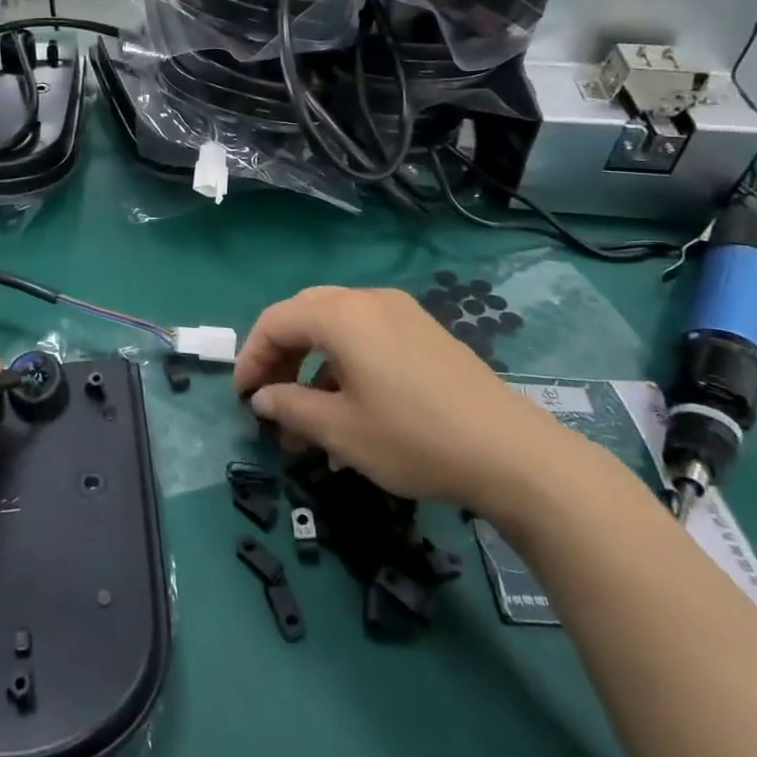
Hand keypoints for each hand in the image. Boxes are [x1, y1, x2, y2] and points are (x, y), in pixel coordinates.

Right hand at [232, 286, 582, 513]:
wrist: (513, 455)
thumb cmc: (413, 438)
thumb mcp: (340, 430)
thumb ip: (289, 407)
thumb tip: (263, 397)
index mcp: (342, 315)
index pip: (276, 321)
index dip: (251, 357)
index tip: (243, 398)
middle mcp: (369, 301)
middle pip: (304, 316)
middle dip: (280, 357)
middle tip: (270, 399)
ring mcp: (402, 314)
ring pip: (337, 328)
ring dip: (312, 367)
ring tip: (307, 421)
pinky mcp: (426, 334)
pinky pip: (368, 338)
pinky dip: (344, 366)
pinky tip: (348, 412)